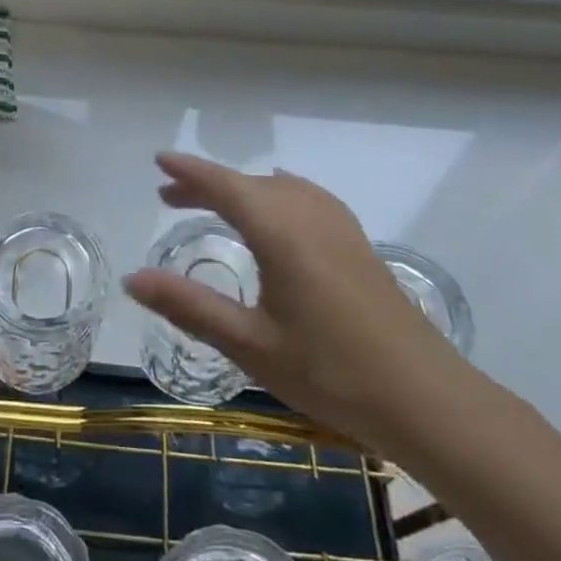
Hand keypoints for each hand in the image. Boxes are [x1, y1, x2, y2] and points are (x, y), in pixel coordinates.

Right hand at [124, 153, 483, 460]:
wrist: (428, 401)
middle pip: (250, 183)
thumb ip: (188, 306)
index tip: (159, 159)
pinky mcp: (358, 245)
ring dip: (242, 189)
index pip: (224, 186)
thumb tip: (131, 279)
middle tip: (168, 197)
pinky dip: (275, 195)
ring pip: (280, 189)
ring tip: (214, 205)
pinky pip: (306, 199)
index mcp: (280, 232)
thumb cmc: (331, 373)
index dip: (189, 171)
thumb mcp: (249, 344)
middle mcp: (309, 216)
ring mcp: (340, 228)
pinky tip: (278, 216)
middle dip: (208, 183)